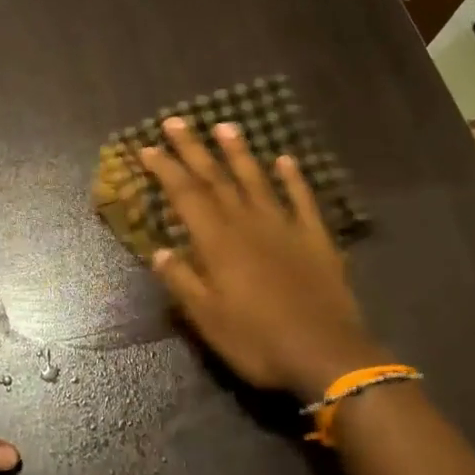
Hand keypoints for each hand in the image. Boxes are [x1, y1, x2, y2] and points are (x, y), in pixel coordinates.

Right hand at [140, 116, 386, 401]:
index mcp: (218, 243)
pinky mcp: (316, 238)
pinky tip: (286, 160)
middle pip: (217, 179)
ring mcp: (286, 228)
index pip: (186, 195)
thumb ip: (183, 281)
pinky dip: (293, 178)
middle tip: (176, 121)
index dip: (166, 169)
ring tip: (225, 126)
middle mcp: (249, 224)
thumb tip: (159, 250)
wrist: (325, 353)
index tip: (148, 147)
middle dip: (194, 149)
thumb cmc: (258, 341)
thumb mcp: (208, 319)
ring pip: (257, 181)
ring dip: (239, 153)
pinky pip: (302, 200)